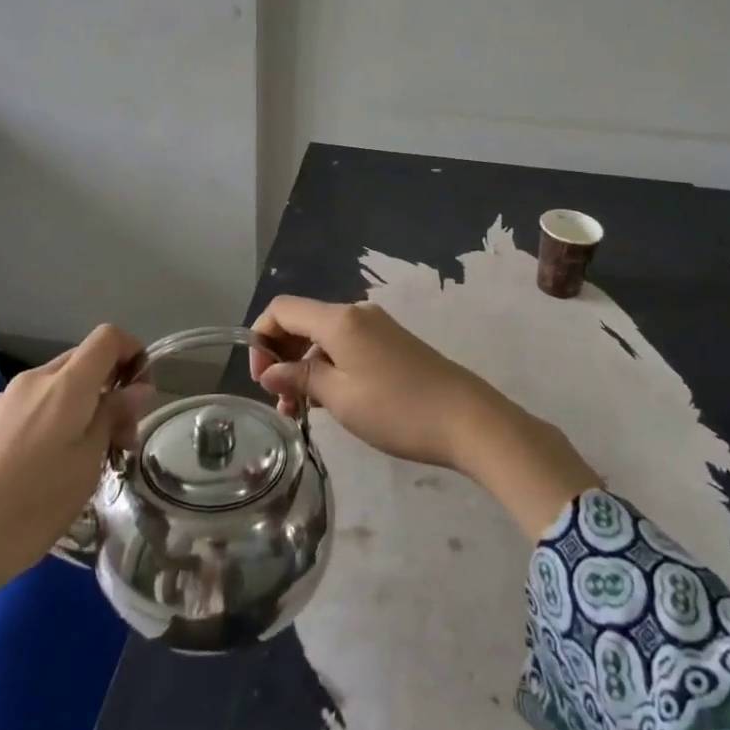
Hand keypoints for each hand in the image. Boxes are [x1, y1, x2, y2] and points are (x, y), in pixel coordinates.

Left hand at [0, 324, 143, 614]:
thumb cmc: (29, 507)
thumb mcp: (87, 466)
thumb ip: (112, 418)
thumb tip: (136, 388)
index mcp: (65, 384)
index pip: (108, 337)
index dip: (133, 352)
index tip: (141, 395)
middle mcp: (33, 381)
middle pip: (83, 361)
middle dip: (110, 388)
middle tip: (119, 441)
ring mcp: (2, 402)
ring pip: (57, 388)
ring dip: (81, 409)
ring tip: (83, 464)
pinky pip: (31, 409)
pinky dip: (52, 423)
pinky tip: (42, 473)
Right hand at [248, 296, 500, 471]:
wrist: (468, 420)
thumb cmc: (397, 409)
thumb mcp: (340, 397)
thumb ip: (300, 378)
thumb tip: (269, 372)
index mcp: (340, 319)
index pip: (283, 309)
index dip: (261, 338)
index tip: (261, 379)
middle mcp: (356, 313)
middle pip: (303, 321)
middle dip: (282, 356)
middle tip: (280, 402)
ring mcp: (377, 328)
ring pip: (324, 338)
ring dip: (305, 368)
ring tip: (300, 413)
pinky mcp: (392, 345)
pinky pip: (347, 347)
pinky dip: (329, 368)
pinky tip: (329, 402)